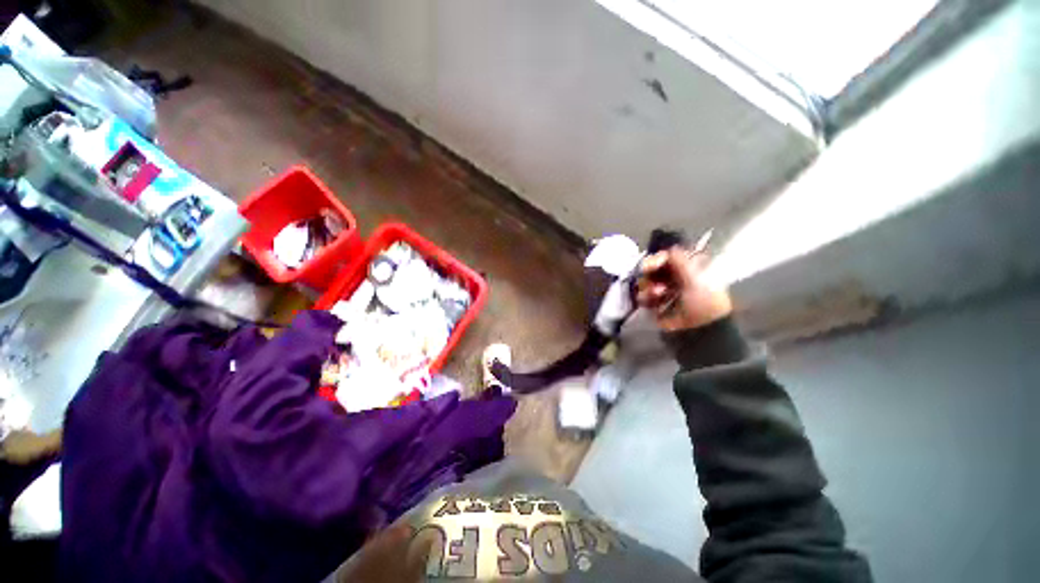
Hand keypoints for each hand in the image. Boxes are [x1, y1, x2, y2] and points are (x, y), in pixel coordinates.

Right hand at [636, 247, 731, 331]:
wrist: (700, 328)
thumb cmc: (703, 300)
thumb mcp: (695, 277)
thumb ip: (680, 260)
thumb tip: (670, 248)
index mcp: (684, 269)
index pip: (665, 257)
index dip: (656, 259)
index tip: (651, 264)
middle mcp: (671, 277)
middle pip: (651, 269)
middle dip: (649, 273)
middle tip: (648, 276)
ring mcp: (661, 291)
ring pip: (644, 282)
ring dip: (648, 287)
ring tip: (658, 294)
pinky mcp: (654, 304)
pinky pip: (642, 296)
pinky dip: (646, 299)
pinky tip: (653, 303)